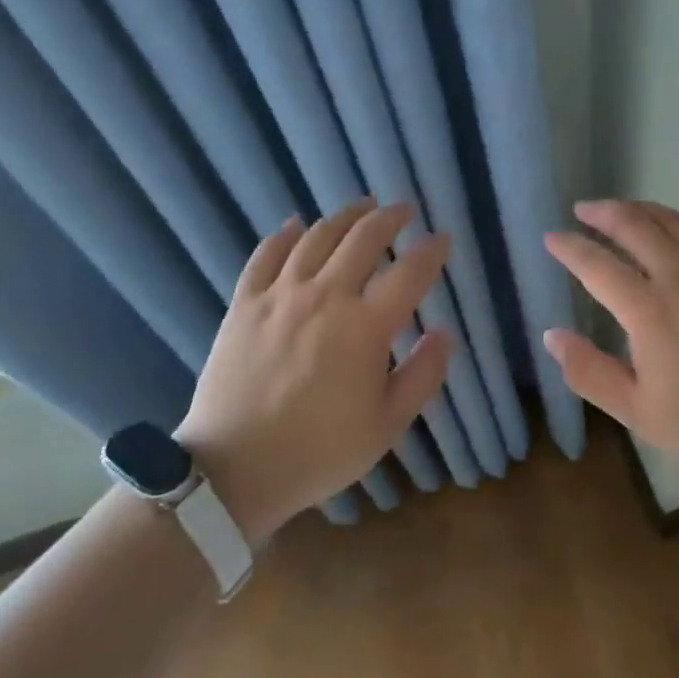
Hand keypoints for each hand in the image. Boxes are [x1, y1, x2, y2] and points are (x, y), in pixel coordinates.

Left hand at [178, 199, 452, 546]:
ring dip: (346, 216)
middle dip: (390, 218)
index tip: (442, 240)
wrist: (234, 471)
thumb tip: (445, 332)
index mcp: (365, 326)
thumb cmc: (319, 451)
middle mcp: (326, 296)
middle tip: (404, 210)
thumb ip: (423, 375)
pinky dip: (285, 234)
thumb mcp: (386, 425)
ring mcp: (281, 294)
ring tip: (363, 207)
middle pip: (364, 238)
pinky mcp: (245, 302)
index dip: (431, 251)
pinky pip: (266, 254)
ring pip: (318, 236)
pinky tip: (296, 224)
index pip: (409, 271)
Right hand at [543, 200, 678, 478]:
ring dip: (638, 208)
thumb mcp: (640, 413)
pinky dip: (678, 221)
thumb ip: (590, 373)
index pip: (596, 265)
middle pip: (633, 225)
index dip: (569, 247)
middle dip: (601, 212)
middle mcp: (678, 275)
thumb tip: (551, 335)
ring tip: (620, 210)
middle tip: (581, 209)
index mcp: (648, 310)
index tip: (551, 237)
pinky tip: (674, 228)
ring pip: (669, 219)